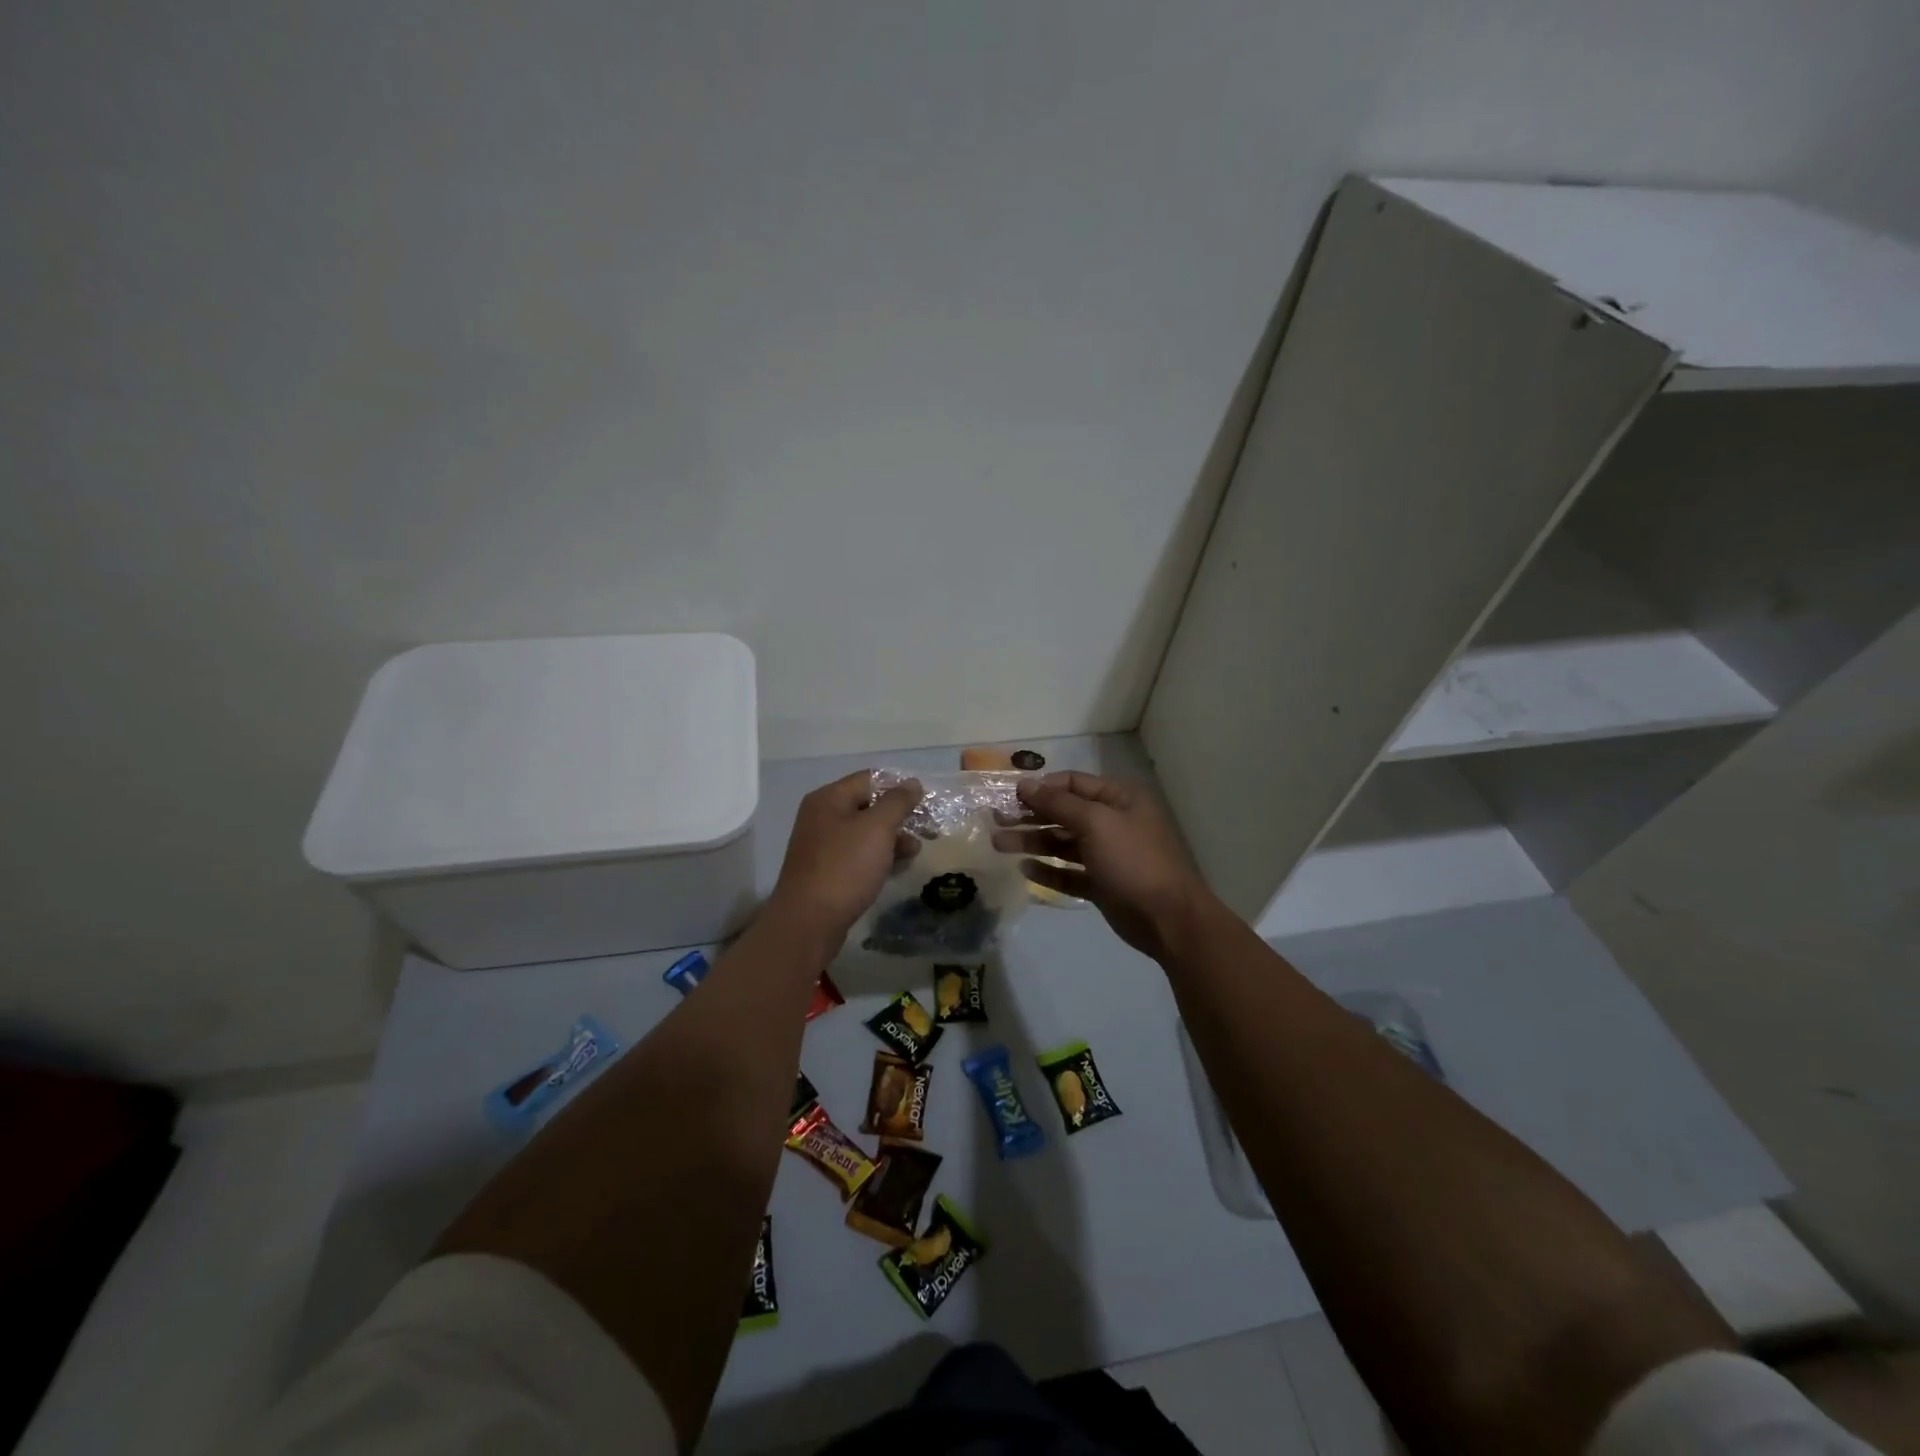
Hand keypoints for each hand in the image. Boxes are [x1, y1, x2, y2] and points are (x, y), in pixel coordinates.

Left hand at [767, 771, 922, 945]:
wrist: (809, 922)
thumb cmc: (845, 867)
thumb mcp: (877, 828)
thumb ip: (897, 802)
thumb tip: (912, 783)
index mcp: (829, 798)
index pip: (871, 779)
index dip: (900, 787)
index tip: (927, 802)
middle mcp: (822, 816)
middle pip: (868, 805)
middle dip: (900, 815)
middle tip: (928, 829)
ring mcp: (822, 845)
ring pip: (865, 832)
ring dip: (893, 838)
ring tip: (916, 851)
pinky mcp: (826, 870)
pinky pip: (858, 854)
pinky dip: (879, 856)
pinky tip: (897, 867)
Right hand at [995, 771, 1214, 961]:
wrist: (1169, 919)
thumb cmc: (1133, 861)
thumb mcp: (1096, 823)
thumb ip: (1058, 803)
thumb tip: (1025, 784)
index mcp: (1118, 799)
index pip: (1073, 783)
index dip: (1041, 787)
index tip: (1009, 796)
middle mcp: (1113, 823)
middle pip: (1064, 813)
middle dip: (1030, 816)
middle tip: (996, 821)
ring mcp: (1108, 855)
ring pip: (1063, 844)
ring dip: (1033, 842)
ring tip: (999, 844)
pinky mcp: (1102, 885)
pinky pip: (1069, 873)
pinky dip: (1048, 870)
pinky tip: (1024, 869)